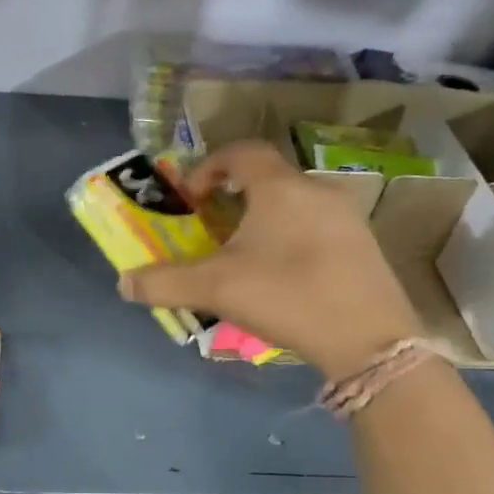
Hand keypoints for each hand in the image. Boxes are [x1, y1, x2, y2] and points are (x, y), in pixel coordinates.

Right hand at [118, 141, 421, 376]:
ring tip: (245, 256)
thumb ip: (164, 282)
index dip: (209, 165)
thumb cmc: (286, 296)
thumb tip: (123, 282)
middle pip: (268, 178)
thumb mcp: (215, 289)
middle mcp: (317, 190)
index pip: (241, 152)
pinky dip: (291, 237)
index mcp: (280, 187)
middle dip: (234, 198)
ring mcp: (347, 217)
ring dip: (264, 219)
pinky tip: (284, 276)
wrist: (369, 340)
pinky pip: (317, 226)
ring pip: (294, 203)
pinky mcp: (364, 245)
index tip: (191, 195)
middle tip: (213, 228)